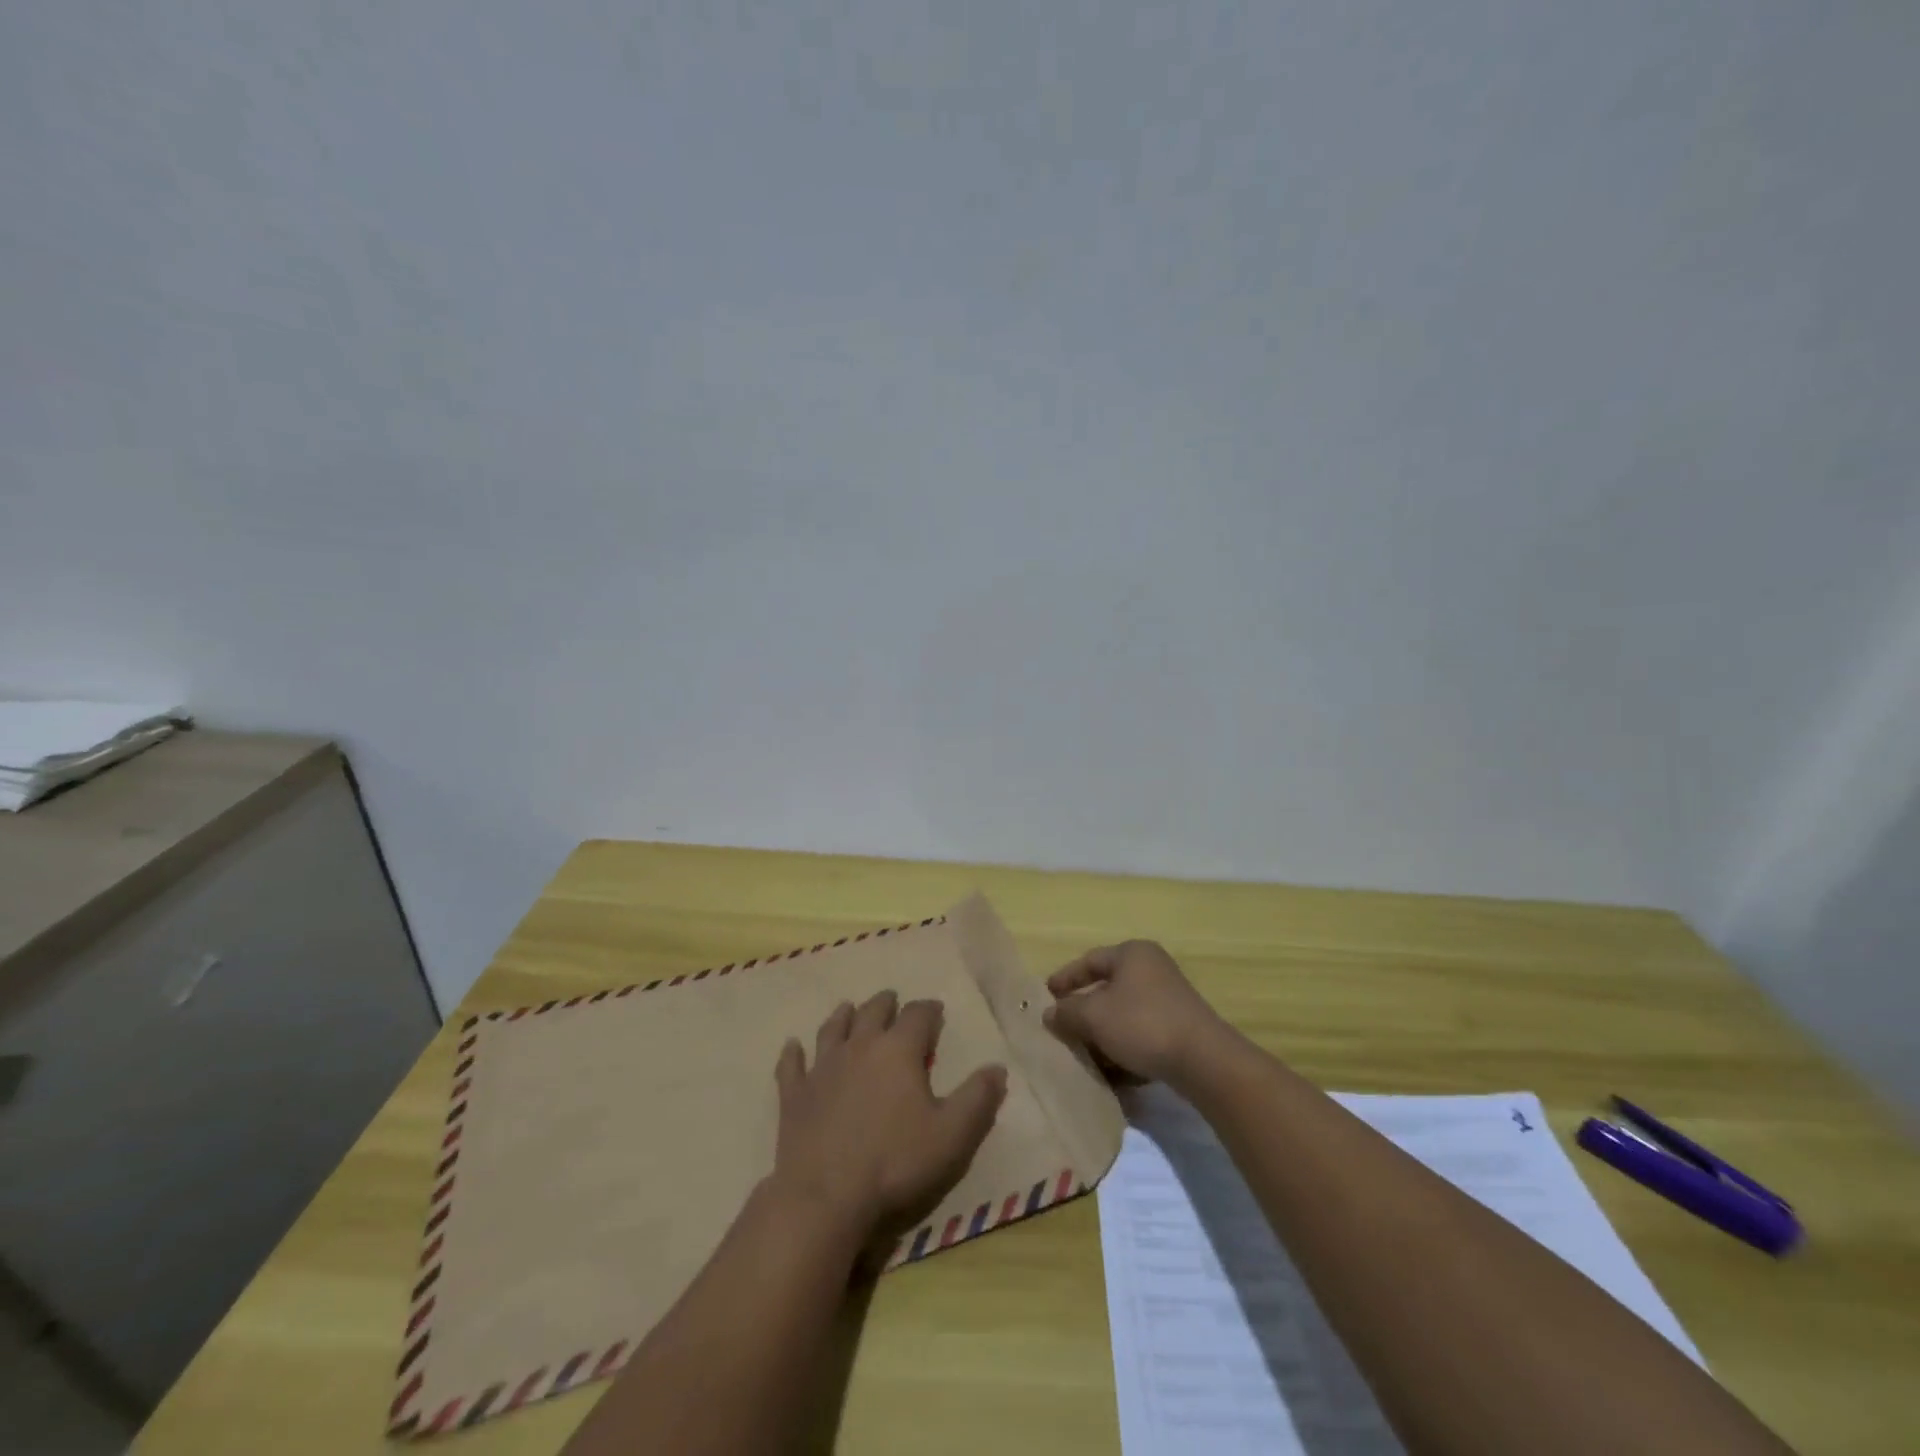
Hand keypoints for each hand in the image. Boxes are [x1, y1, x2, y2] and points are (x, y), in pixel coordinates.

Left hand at [771, 992, 1007, 1243]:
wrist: (825, 1195)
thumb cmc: (895, 1162)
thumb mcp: (951, 1135)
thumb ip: (977, 1098)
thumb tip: (997, 1068)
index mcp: (898, 1050)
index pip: (918, 1015)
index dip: (929, 1010)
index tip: (936, 1011)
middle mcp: (859, 1046)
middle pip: (873, 1011)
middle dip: (887, 1004)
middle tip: (894, 1003)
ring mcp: (822, 1067)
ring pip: (833, 1028)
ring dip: (844, 1016)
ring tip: (849, 1009)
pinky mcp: (794, 1093)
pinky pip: (792, 1065)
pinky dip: (793, 1054)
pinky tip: (792, 1047)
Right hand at [1043, 940, 1230, 1083]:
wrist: (1203, 1060)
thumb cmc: (1142, 1024)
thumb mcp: (1094, 1016)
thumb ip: (1067, 1012)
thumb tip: (1049, 1013)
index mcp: (1132, 954)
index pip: (1090, 960)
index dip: (1066, 978)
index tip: (1046, 996)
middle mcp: (1152, 969)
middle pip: (1108, 988)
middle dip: (1084, 1011)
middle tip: (1063, 1028)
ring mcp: (1170, 999)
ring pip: (1124, 1014)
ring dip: (1103, 1034)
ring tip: (1084, 1055)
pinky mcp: (1180, 1028)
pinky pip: (1142, 1033)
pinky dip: (1125, 1048)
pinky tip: (1113, 1073)